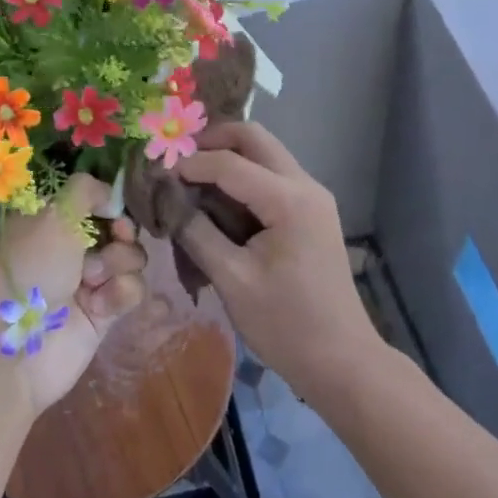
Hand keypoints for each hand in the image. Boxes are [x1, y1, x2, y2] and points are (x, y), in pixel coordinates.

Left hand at [0, 174, 146, 414]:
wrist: (15, 350)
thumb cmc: (29, 270)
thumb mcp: (52, 215)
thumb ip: (86, 191)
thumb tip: (112, 197)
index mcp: (48, 220)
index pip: (92, 200)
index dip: (109, 202)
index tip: (113, 208)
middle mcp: (68, 247)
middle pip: (118, 227)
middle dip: (121, 233)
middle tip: (113, 239)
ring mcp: (87, 280)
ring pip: (130, 257)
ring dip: (119, 263)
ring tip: (93, 280)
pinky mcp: (103, 313)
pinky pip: (132, 290)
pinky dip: (121, 293)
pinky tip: (99, 305)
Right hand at [174, 122, 375, 397]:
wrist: (341, 359)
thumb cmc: (285, 324)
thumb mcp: (232, 279)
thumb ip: (196, 232)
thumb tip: (167, 199)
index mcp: (289, 200)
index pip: (229, 163)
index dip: (189, 164)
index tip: (156, 176)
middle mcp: (306, 186)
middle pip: (255, 138)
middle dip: (212, 142)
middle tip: (177, 162)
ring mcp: (313, 198)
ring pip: (265, 154)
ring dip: (228, 157)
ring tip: (191, 180)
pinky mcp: (311, 212)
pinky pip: (273, 177)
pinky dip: (243, 177)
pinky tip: (218, 201)